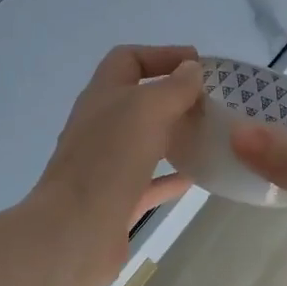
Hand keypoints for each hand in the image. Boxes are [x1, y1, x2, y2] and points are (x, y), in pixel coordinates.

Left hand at [32, 45, 204, 285]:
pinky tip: (198, 176)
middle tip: (211, 102)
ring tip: (210, 134)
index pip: (128, 60)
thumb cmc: (110, 159)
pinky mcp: (116, 200)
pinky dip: (172, 176)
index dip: (161, 55)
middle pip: (138, 100)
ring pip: (144, 141)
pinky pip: (149, 181)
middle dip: (173, 97)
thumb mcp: (147, 109)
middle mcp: (101, 126)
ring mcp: (106, 164)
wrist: (75, 230)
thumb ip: (174, 87)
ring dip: (174, 135)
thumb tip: (191, 69)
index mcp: (102, 95)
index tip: (198, 64)